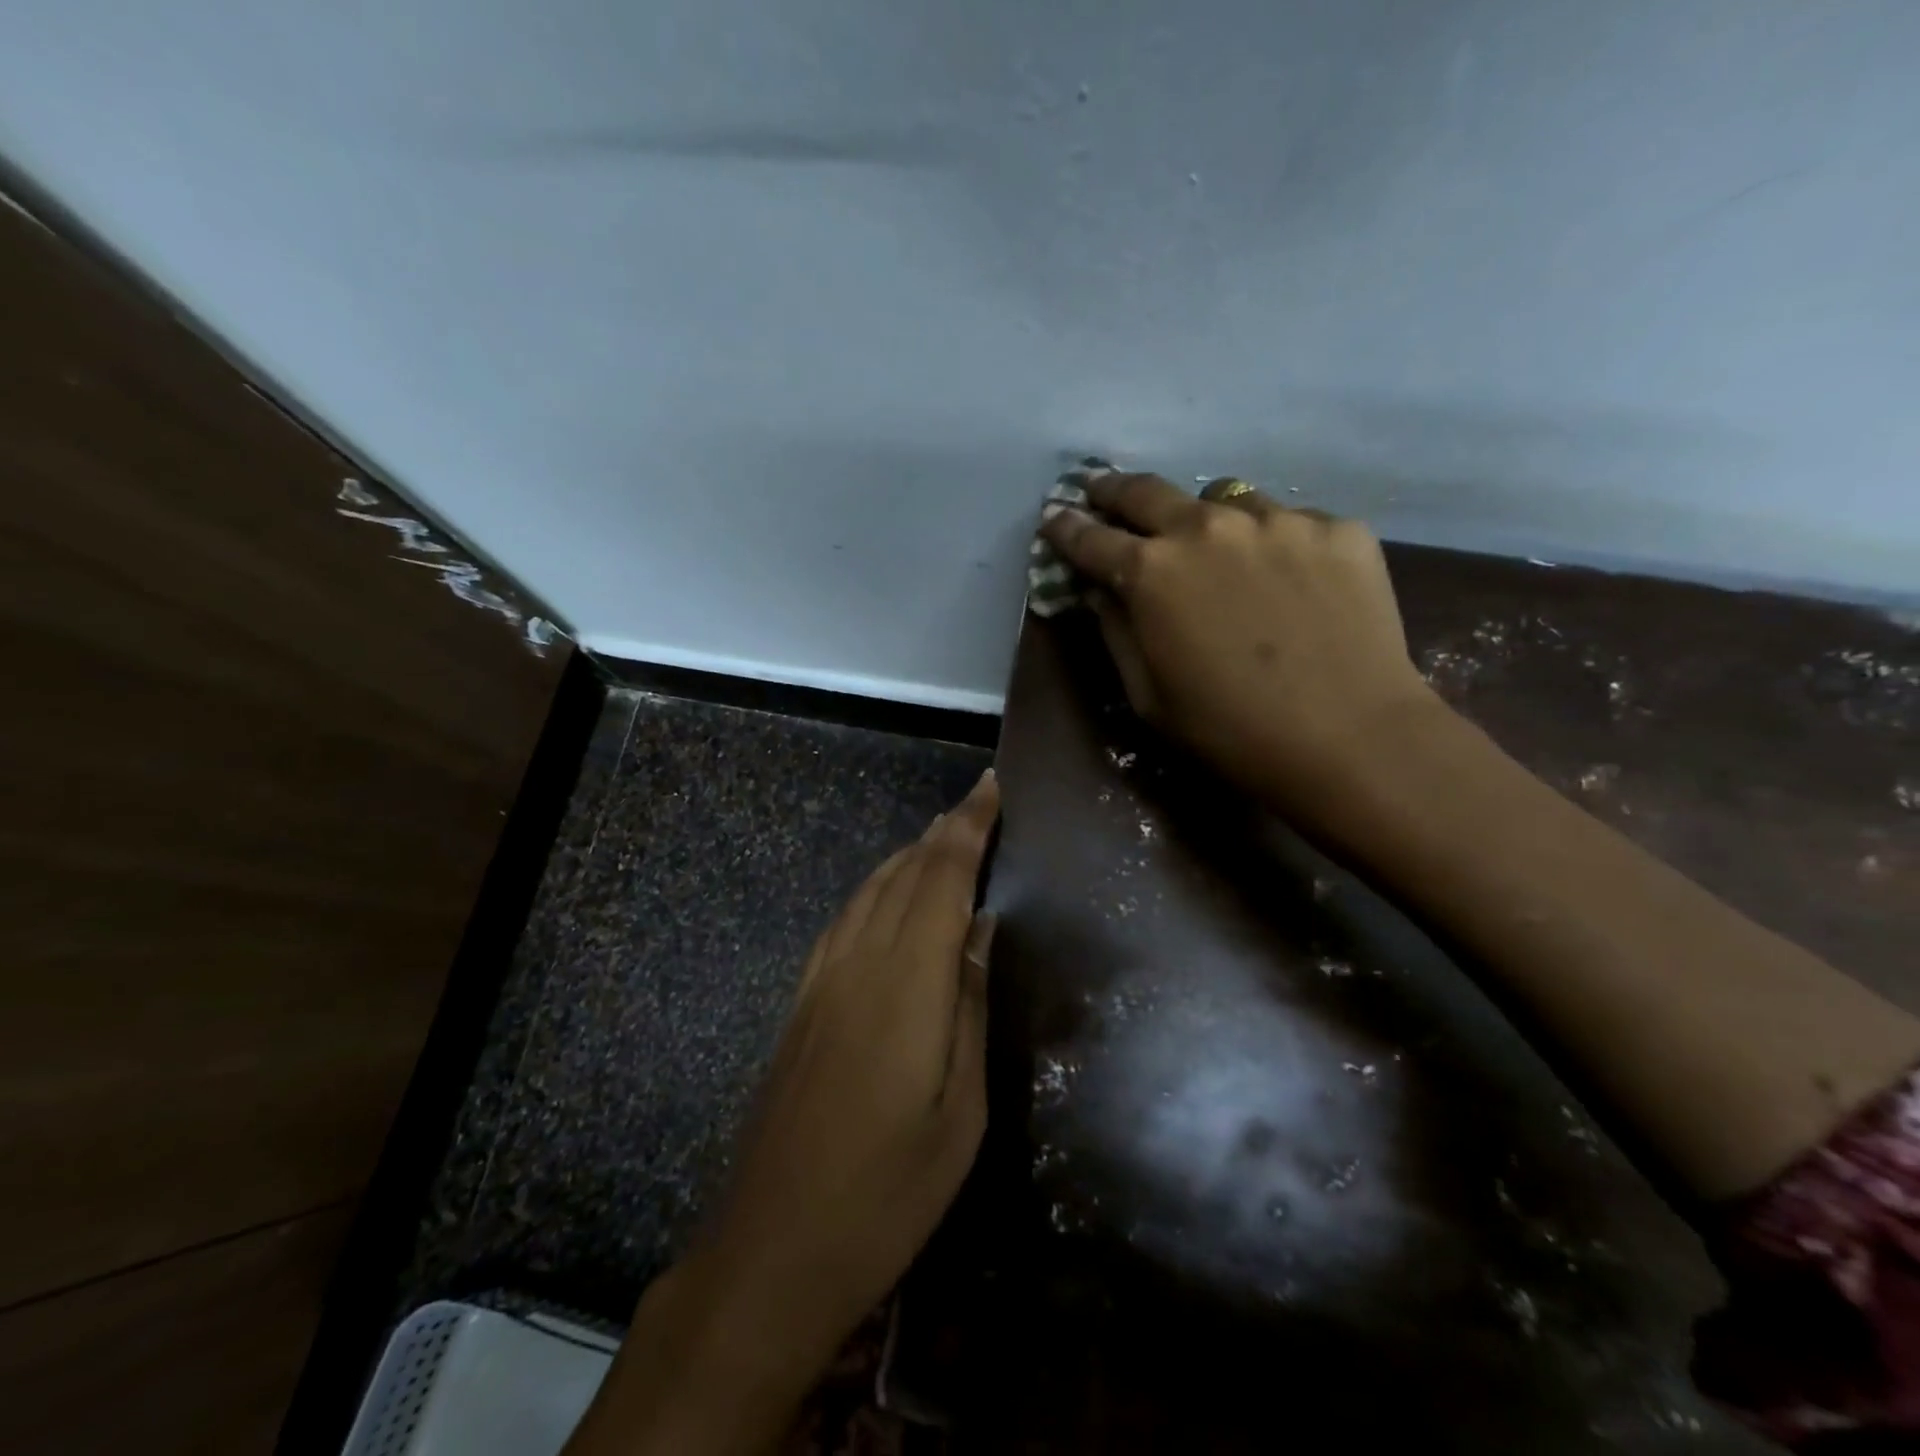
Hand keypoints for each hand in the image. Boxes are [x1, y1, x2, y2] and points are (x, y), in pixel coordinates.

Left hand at [567, 770, 1000, 1455]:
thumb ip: (971, 1007)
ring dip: (909, 854)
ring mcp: (822, 980)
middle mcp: (859, 962)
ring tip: (942, 835)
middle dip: (945, 831)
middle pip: (905, 872)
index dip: (969, 826)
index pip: (942, 877)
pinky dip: (874, 887)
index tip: (992, 786)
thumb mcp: (960, 1112)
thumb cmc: (888, 1193)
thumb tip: (982, 929)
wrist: (772, 1249)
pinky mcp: (801, 1001)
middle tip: (978, 803)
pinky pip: (844, 919)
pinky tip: (885, 894)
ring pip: (870, 889)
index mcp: (907, 983)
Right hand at [1040, 473, 1439, 828]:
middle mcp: (1207, 527)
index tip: (1054, 517)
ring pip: (1224, 500)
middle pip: (1146, 491)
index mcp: (1151, 572)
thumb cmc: (1229, 730)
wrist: (1350, 738)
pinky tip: (1291, 582)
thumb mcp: (1148, 695)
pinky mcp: (1337, 528)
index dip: (1065, 527)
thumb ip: (1116, 631)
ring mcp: (1277, 520)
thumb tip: (1099, 589)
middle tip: (1102, 491)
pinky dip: (1273, 543)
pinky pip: (1289, 523)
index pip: (1090, 538)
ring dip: (1205, 519)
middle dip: (1114, 490)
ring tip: (1216, 549)